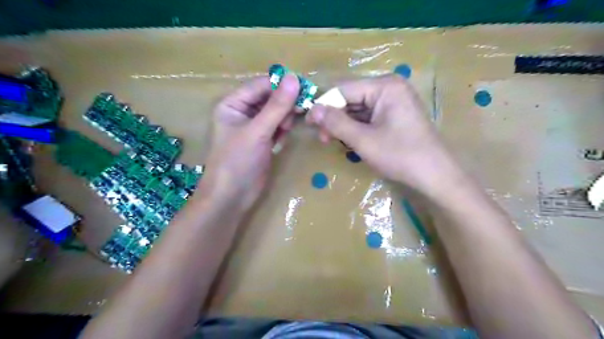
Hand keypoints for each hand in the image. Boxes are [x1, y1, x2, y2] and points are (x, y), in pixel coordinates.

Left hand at [200, 74, 300, 212]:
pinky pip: (277, 127)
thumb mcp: (258, 131)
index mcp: (232, 104)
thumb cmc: (238, 161)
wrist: (232, 197)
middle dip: (284, 105)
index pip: (261, 85)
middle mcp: (241, 112)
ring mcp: (253, 128)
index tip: (304, 88)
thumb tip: (295, 78)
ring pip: (275, 113)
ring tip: (285, 130)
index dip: (281, 85)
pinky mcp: (262, 141)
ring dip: (284, 119)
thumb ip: (277, 106)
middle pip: (269, 98)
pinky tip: (281, 140)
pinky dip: (282, 131)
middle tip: (299, 112)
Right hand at [309, 75, 460, 195]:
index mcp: (384, 86)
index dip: (323, 105)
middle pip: (351, 98)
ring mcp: (393, 101)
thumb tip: (312, 109)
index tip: (308, 122)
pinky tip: (348, 140)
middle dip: (334, 117)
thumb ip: (336, 123)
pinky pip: (368, 116)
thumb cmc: (400, 156)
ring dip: (343, 124)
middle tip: (321, 137)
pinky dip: (355, 128)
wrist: (435, 176)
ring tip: (331, 141)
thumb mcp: (364, 140)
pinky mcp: (394, 114)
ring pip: (357, 108)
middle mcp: (389, 88)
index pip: (343, 89)